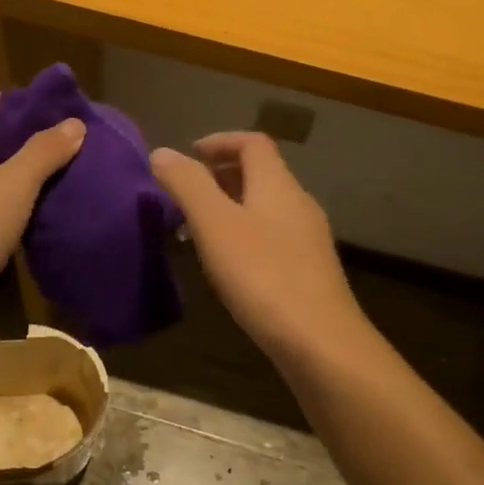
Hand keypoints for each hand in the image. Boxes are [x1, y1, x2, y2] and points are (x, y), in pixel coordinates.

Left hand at [0, 90, 84, 297]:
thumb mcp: (15, 185)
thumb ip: (45, 150)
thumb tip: (75, 123)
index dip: (22, 102)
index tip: (59, 113)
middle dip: (25, 137)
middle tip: (67, 144)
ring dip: (17, 170)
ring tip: (59, 174)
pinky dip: (5, 197)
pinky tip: (34, 209)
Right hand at [150, 132, 369, 365]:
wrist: (321, 343)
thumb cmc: (263, 276)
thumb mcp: (216, 226)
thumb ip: (188, 185)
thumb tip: (162, 152)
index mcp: (278, 184)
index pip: (252, 143)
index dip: (219, 141)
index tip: (188, 156)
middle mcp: (298, 203)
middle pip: (260, 173)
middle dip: (220, 175)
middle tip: (186, 195)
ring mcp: (308, 239)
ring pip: (265, 207)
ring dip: (231, 207)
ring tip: (198, 231)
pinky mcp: (310, 271)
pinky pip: (272, 236)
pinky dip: (245, 235)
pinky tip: (228, 266)